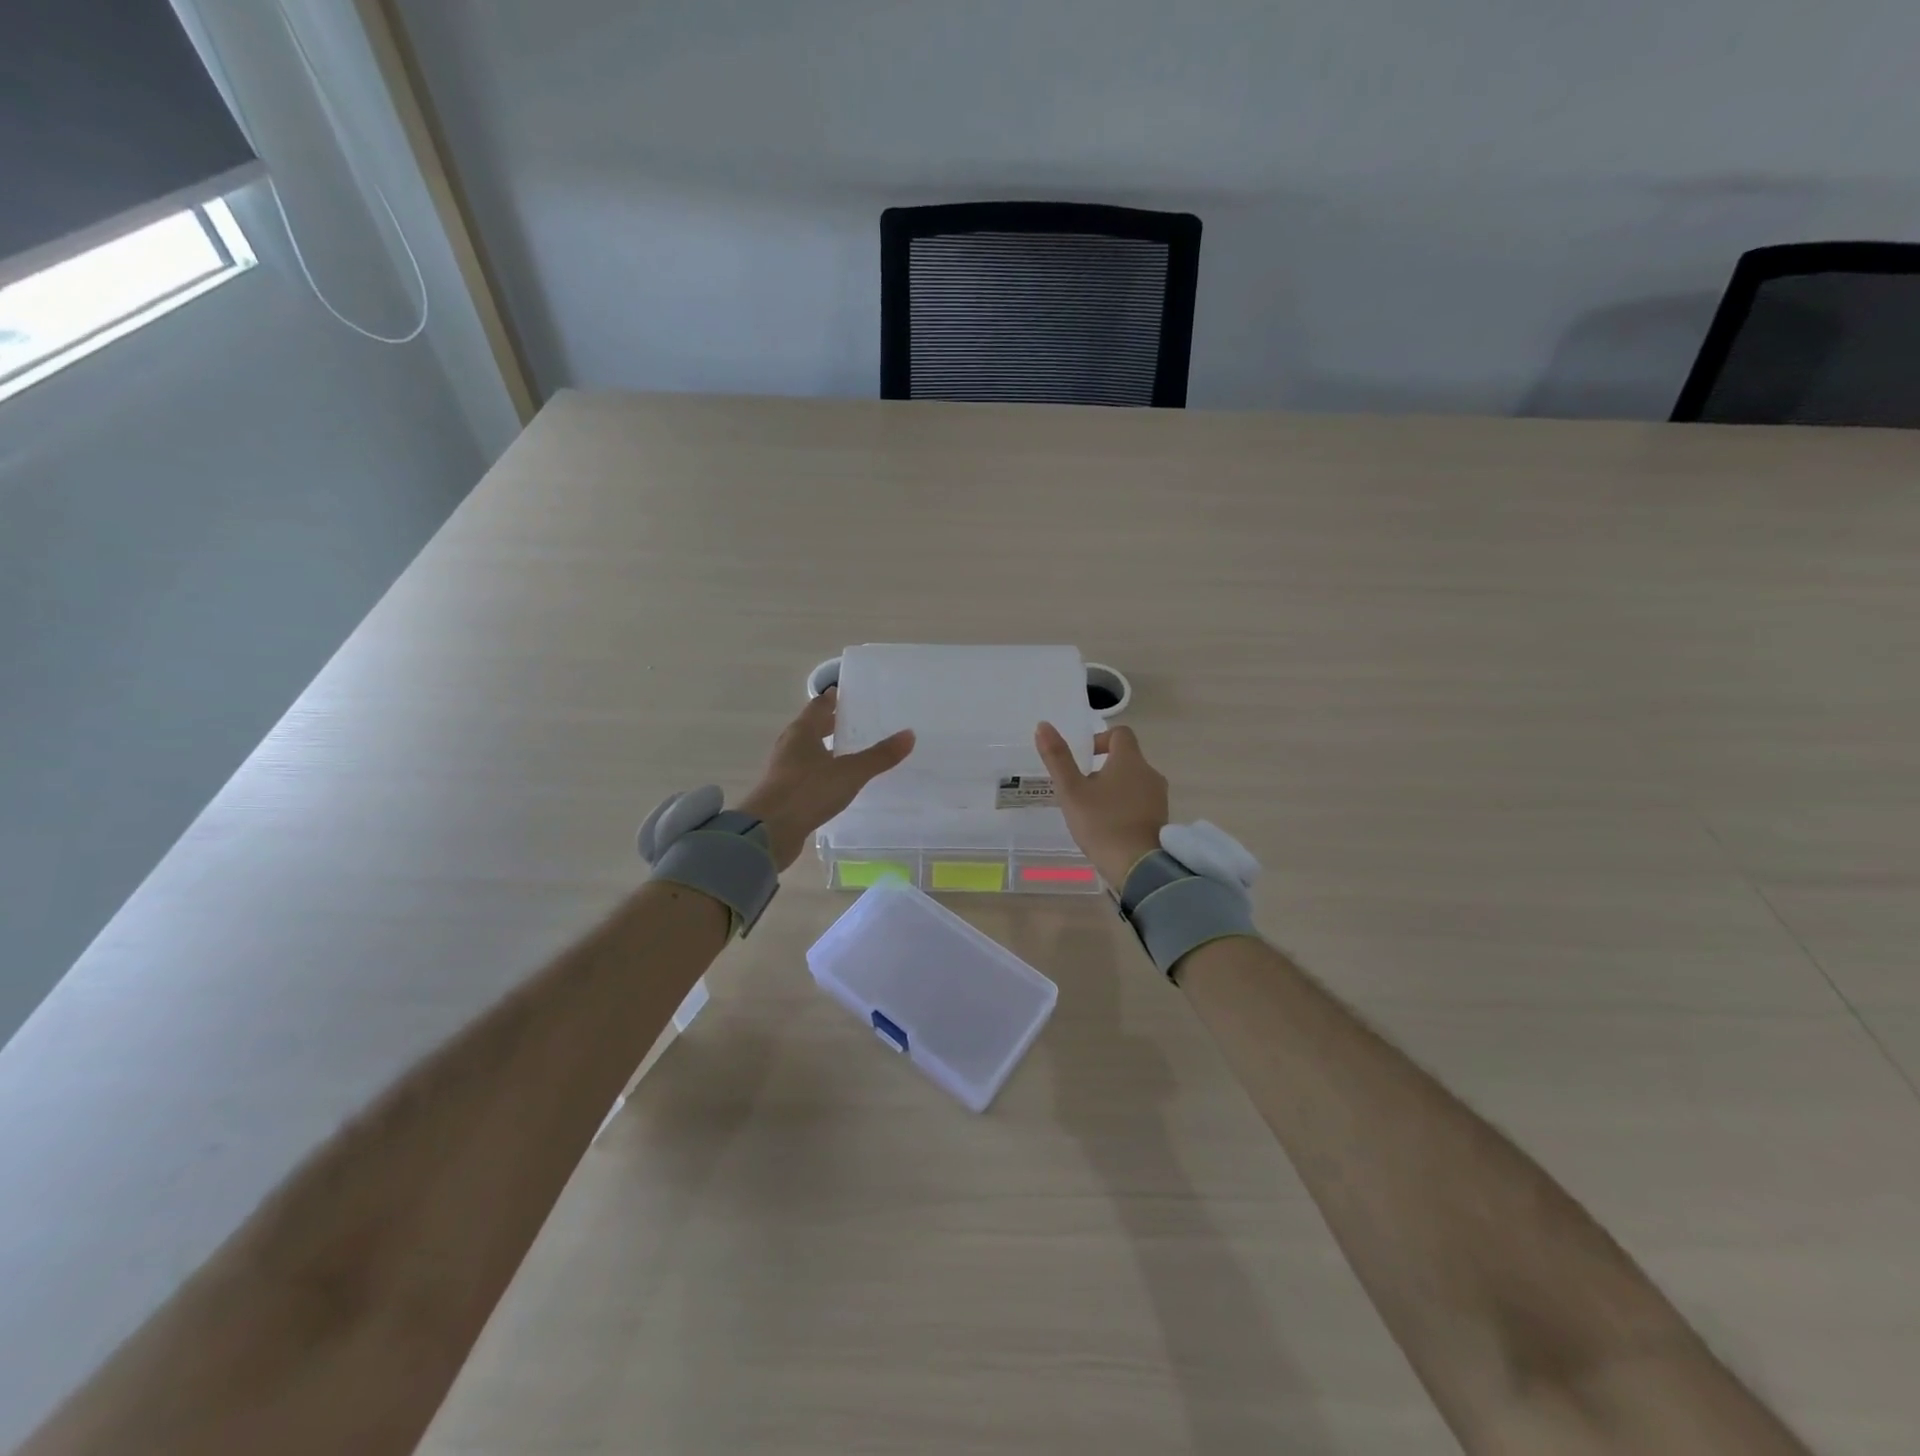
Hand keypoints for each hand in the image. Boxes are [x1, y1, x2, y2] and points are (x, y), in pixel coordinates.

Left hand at [739, 689, 915, 869]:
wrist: (770, 831)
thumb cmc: (808, 791)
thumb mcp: (850, 772)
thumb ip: (879, 756)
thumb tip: (909, 734)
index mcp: (802, 732)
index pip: (818, 706)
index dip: (833, 699)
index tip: (849, 695)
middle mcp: (789, 745)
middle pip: (812, 727)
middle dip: (831, 724)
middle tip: (855, 722)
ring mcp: (783, 770)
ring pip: (807, 751)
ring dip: (825, 749)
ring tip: (849, 751)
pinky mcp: (783, 793)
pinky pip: (805, 774)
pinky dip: (820, 772)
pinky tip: (835, 781)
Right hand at [1034, 721, 1169, 886]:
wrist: (1138, 866)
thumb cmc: (1102, 823)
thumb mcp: (1071, 791)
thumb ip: (1057, 758)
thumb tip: (1043, 726)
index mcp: (1130, 760)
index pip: (1120, 734)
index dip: (1100, 740)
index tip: (1084, 759)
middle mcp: (1150, 773)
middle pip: (1126, 759)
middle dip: (1103, 769)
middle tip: (1081, 789)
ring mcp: (1159, 797)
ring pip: (1134, 781)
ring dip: (1114, 788)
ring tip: (1093, 810)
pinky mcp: (1161, 818)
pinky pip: (1141, 802)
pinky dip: (1125, 806)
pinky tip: (1110, 826)